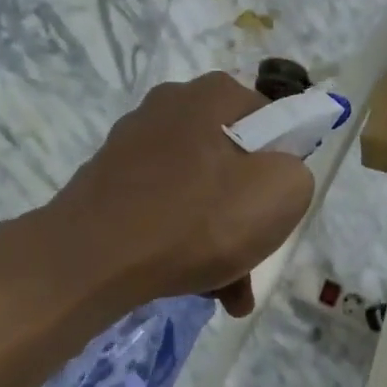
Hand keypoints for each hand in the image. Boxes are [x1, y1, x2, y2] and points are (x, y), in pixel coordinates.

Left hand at [36, 72, 312, 316]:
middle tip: (254, 256)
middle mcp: (170, 107)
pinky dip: (184, 243)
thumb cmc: (196, 219)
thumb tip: (276, 175)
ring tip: (228, 292)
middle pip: (234, 162)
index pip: (271, 122)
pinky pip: (165, 210)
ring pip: (200, 192)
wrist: (90, 260)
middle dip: (249, 214)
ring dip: (220, 239)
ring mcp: (134, 145)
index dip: (284, 166)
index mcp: (213, 95)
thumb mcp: (282, 193)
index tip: (278, 206)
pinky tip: (195, 287)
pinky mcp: (109, 183)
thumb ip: (297, 173)